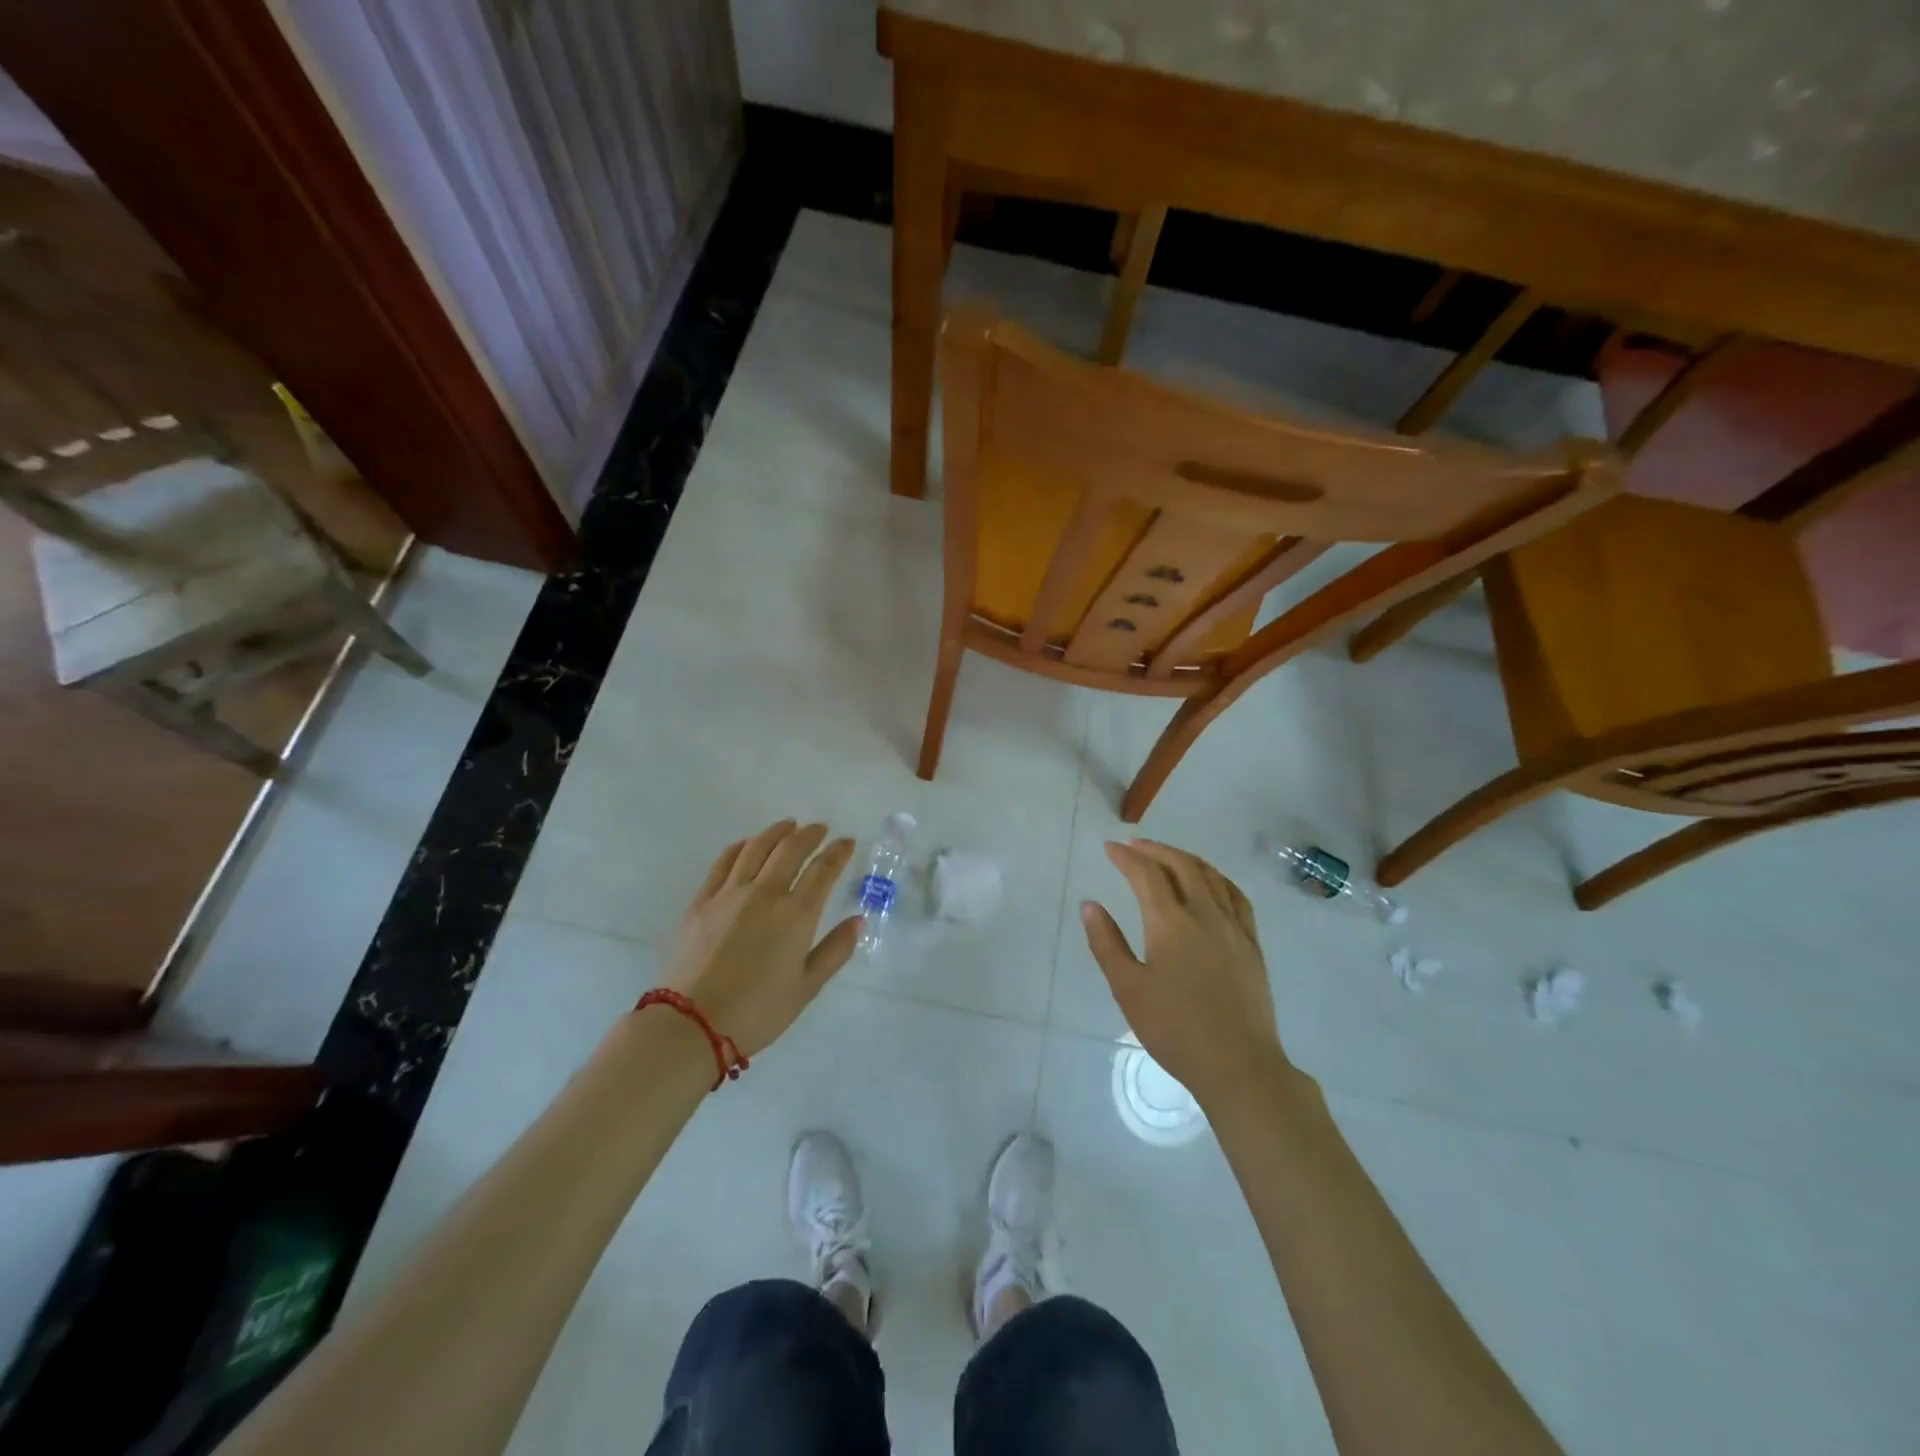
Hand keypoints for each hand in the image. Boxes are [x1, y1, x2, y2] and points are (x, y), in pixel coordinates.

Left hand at [658, 820, 860, 1057]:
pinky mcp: (702, 901)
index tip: (847, 842)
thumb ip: (835, 950)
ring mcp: (730, 893)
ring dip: (776, 832)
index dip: (838, 852)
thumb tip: (858, 920)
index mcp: (796, 914)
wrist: (692, 1024)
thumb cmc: (758, 1011)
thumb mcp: (807, 987)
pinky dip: (740, 846)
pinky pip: (724, 862)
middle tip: (820, 829)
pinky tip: (747, 844)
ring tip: (788, 826)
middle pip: (791, 849)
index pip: (823, 869)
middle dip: (810, 834)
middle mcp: (765, 893)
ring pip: (756, 848)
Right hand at [1081, 839, 1288, 1109]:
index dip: (1126, 857)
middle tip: (1133, 846)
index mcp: (1171, 924)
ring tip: (1166, 856)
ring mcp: (1233, 927)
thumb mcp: (1128, 989)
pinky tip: (1210, 881)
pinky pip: (1235, 895)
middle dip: (1155, 850)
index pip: (1146, 874)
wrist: (1238, 1065)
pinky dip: (1216, 877)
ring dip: (1185, 858)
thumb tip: (1090, 905)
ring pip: (1210, 876)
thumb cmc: (1175, 1030)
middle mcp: (1205, 914)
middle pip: (1181, 865)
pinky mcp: (1252, 944)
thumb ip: (1106, 943)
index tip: (1109, 848)